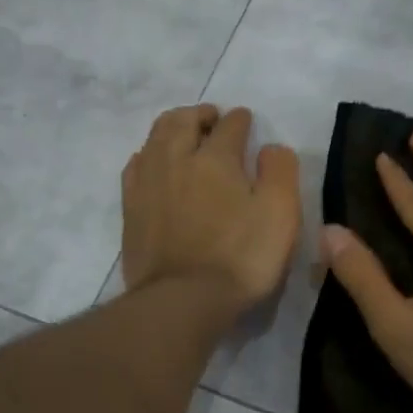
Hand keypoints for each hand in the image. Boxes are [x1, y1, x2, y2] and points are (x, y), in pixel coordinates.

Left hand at [122, 105, 301, 314]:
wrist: (182, 299)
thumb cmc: (240, 257)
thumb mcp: (280, 214)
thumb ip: (280, 172)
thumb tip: (270, 147)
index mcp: (216, 158)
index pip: (230, 125)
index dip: (241, 120)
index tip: (246, 120)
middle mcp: (177, 159)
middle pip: (183, 121)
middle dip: (200, 114)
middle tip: (212, 118)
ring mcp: (148, 182)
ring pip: (155, 138)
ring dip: (173, 127)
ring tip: (184, 133)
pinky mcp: (131, 207)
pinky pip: (136, 165)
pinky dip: (149, 154)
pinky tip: (155, 163)